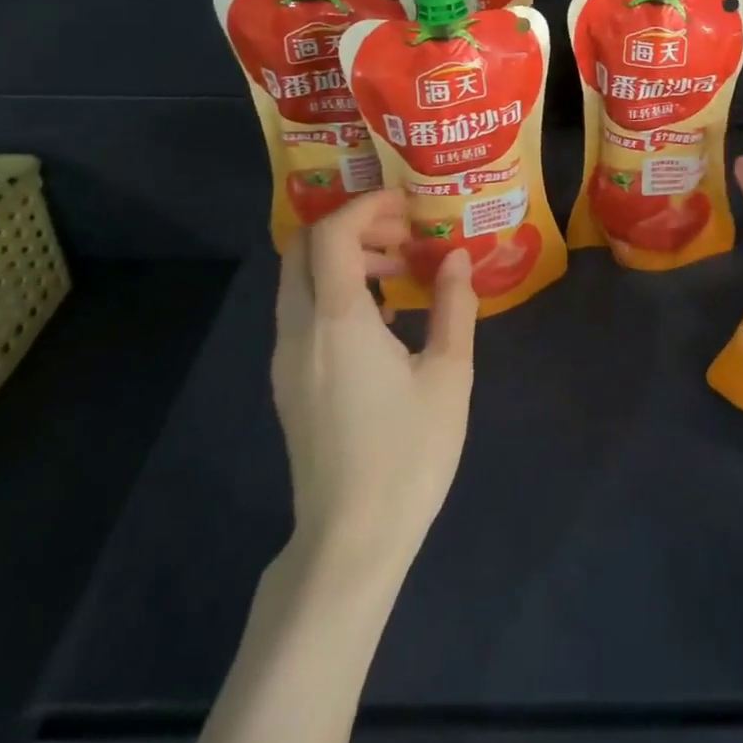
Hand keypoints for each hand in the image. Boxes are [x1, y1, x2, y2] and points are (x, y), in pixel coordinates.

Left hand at [272, 190, 477, 577]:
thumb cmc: (408, 453)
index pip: (331, 234)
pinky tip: (380, 317)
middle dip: (351, 226)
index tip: (406, 204)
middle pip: (302, 249)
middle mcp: (299, 330)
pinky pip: (301, 312)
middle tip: (403, 233)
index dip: (366, 206)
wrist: (351, 539)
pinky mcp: (288, 383)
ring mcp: (286, 359)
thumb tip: (455, 257)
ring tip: (398, 270)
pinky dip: (334, 290)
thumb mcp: (448, 375)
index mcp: (337, 320)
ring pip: (298, 280)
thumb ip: (453, 306)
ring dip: (342, 258)